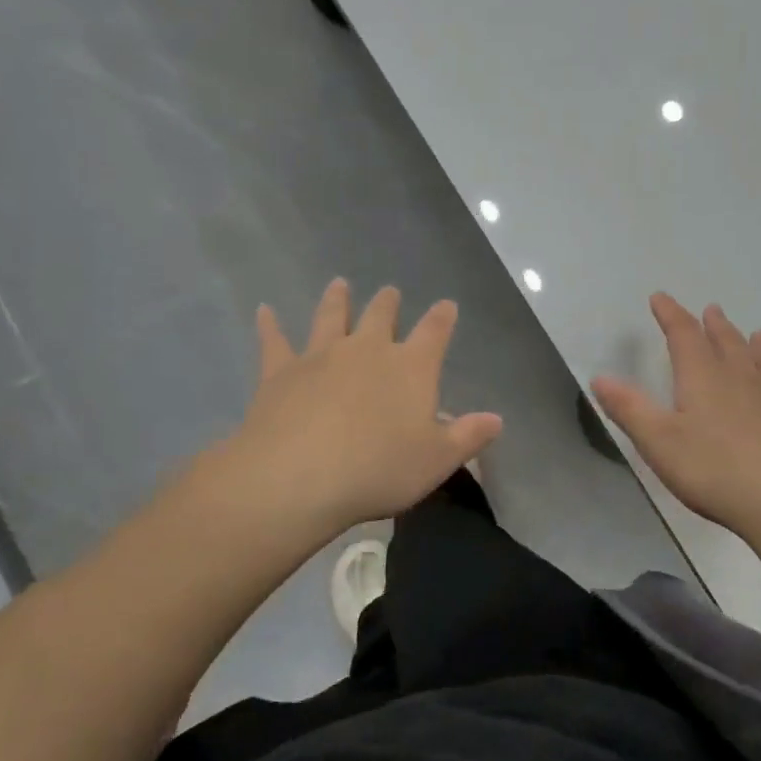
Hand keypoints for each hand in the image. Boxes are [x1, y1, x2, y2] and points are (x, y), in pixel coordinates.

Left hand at [214, 278, 501, 536]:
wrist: (299, 476)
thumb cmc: (378, 470)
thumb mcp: (437, 461)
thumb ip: (468, 437)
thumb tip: (496, 419)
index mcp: (410, 367)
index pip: (433, 333)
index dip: (442, 318)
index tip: (447, 305)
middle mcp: (367, 350)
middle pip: (380, 316)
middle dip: (388, 303)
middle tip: (390, 291)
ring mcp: (320, 355)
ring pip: (331, 316)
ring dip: (337, 299)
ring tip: (339, 284)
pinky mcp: (280, 370)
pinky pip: (275, 340)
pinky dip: (269, 324)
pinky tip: (264, 311)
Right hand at [591, 293, 760, 536]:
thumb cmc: (713, 470)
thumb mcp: (658, 440)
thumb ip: (629, 408)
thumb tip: (600, 377)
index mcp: (703, 379)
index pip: (684, 337)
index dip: (671, 315)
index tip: (660, 297)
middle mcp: (741, 382)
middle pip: (727, 346)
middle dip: (715, 327)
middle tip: (712, 310)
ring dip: (759, 350)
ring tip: (760, 334)